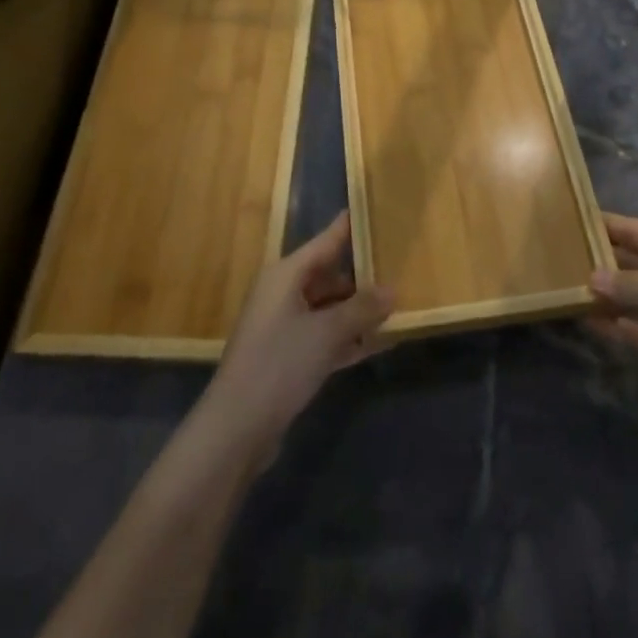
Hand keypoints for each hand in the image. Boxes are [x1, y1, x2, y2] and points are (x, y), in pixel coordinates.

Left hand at [203, 213, 392, 450]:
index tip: (375, 208)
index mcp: (285, 275)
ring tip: (399, 305)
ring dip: (359, 310)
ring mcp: (284, 327)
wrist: (236, 429)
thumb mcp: (327, 333)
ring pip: (329, 308)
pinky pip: (325, 337)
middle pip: (329, 275)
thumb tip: (393, 290)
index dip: (349, 227)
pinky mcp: (288, 358)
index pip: (326, 241)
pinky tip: (380, 343)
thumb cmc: (279, 364)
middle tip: (401, 266)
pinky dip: (348, 338)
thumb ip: (362, 309)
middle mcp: (283, 294)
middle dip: (363, 275)